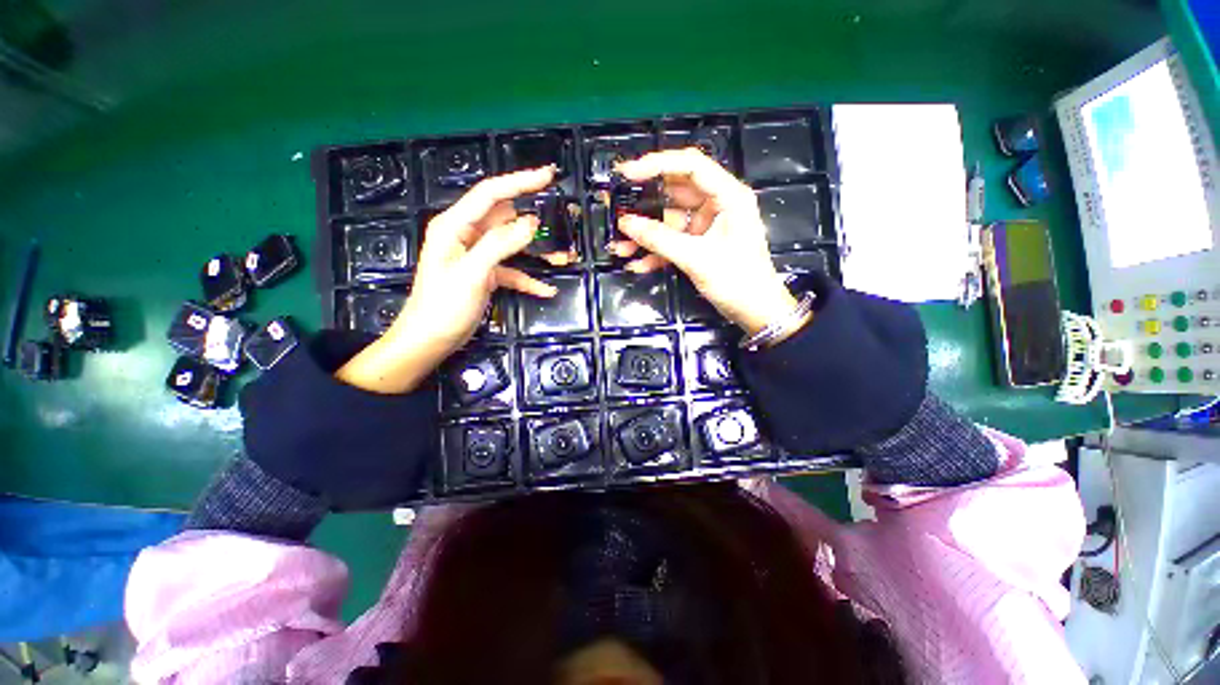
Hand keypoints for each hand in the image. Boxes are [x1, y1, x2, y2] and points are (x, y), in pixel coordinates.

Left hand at [336, 166, 558, 392]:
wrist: (430, 340)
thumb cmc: (444, 306)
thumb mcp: (472, 273)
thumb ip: (500, 245)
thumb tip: (531, 223)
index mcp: (455, 226)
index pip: (490, 194)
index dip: (519, 181)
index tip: (548, 176)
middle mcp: (466, 235)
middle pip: (505, 218)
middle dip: (532, 222)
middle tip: (561, 224)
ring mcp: (477, 256)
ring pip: (512, 245)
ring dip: (535, 252)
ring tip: (562, 258)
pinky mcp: (485, 275)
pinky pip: (512, 271)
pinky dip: (528, 278)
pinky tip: (546, 290)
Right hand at [614, 149, 798, 335]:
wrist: (755, 312)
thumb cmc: (737, 281)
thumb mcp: (696, 258)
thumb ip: (659, 239)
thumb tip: (625, 223)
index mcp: (728, 196)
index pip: (690, 166)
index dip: (657, 164)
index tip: (627, 174)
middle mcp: (717, 204)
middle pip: (674, 193)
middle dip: (644, 205)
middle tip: (615, 210)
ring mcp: (707, 225)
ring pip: (669, 220)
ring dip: (645, 234)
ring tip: (620, 247)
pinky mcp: (699, 244)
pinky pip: (673, 240)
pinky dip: (656, 251)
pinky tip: (637, 263)